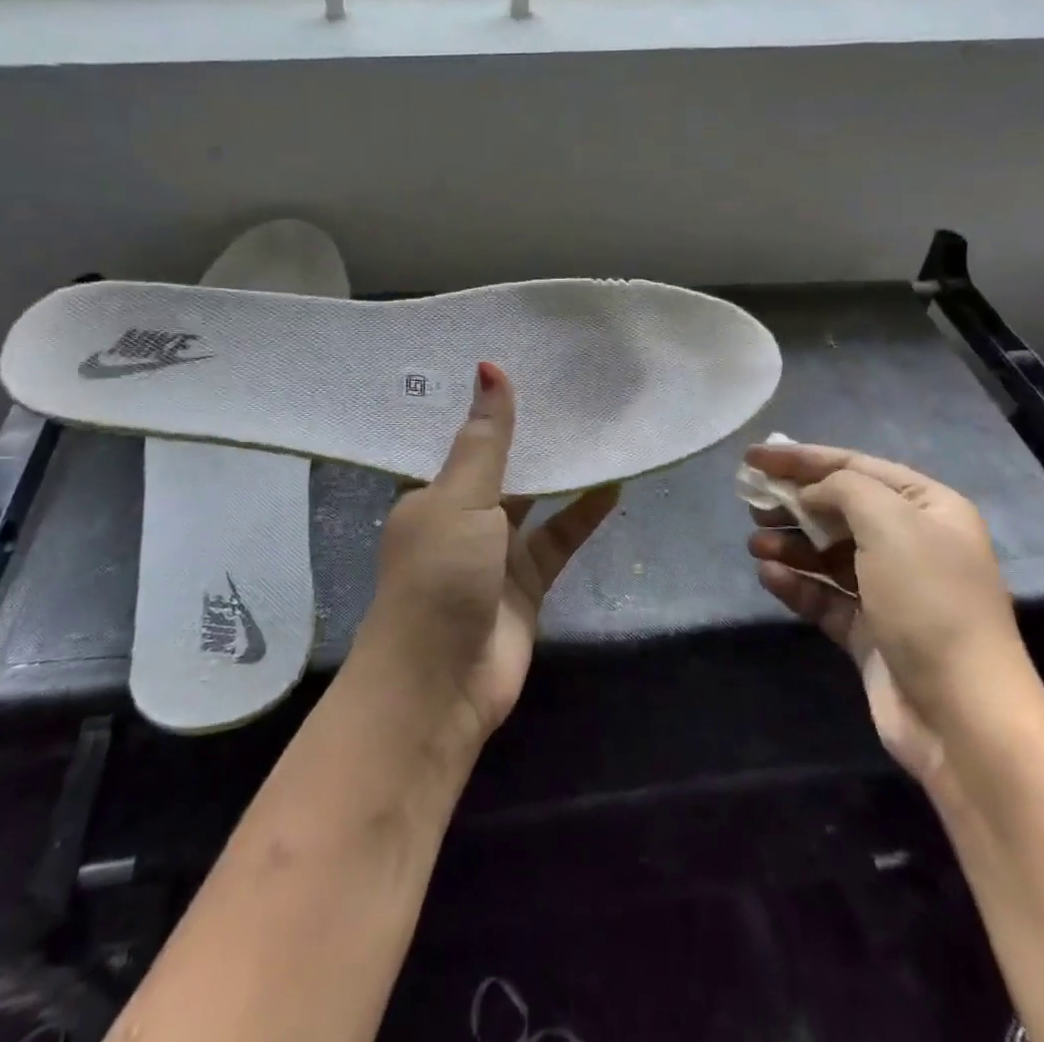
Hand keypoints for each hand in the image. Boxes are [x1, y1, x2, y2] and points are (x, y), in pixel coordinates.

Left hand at [355, 361, 619, 741]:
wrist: (440, 686)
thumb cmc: (439, 576)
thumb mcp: (459, 498)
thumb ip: (485, 438)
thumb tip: (490, 366)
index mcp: (429, 492)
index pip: (454, 436)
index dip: (481, 403)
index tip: (513, 356)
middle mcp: (460, 516)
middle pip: (500, 465)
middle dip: (527, 432)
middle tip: (564, 380)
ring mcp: (495, 551)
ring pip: (534, 499)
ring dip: (560, 470)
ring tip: (595, 422)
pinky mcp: (527, 582)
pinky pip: (560, 538)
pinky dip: (583, 514)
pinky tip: (613, 482)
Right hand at [744, 444, 1043, 786]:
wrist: (963, 714)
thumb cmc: (929, 601)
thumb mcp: (890, 523)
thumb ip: (843, 489)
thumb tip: (810, 494)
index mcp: (928, 508)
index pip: (855, 466)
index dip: (801, 458)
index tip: (753, 457)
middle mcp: (912, 543)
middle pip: (839, 509)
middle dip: (793, 502)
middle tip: (752, 503)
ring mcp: (891, 590)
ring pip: (827, 553)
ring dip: (790, 544)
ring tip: (755, 544)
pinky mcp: (870, 631)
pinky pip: (825, 595)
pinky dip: (796, 583)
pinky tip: (769, 576)